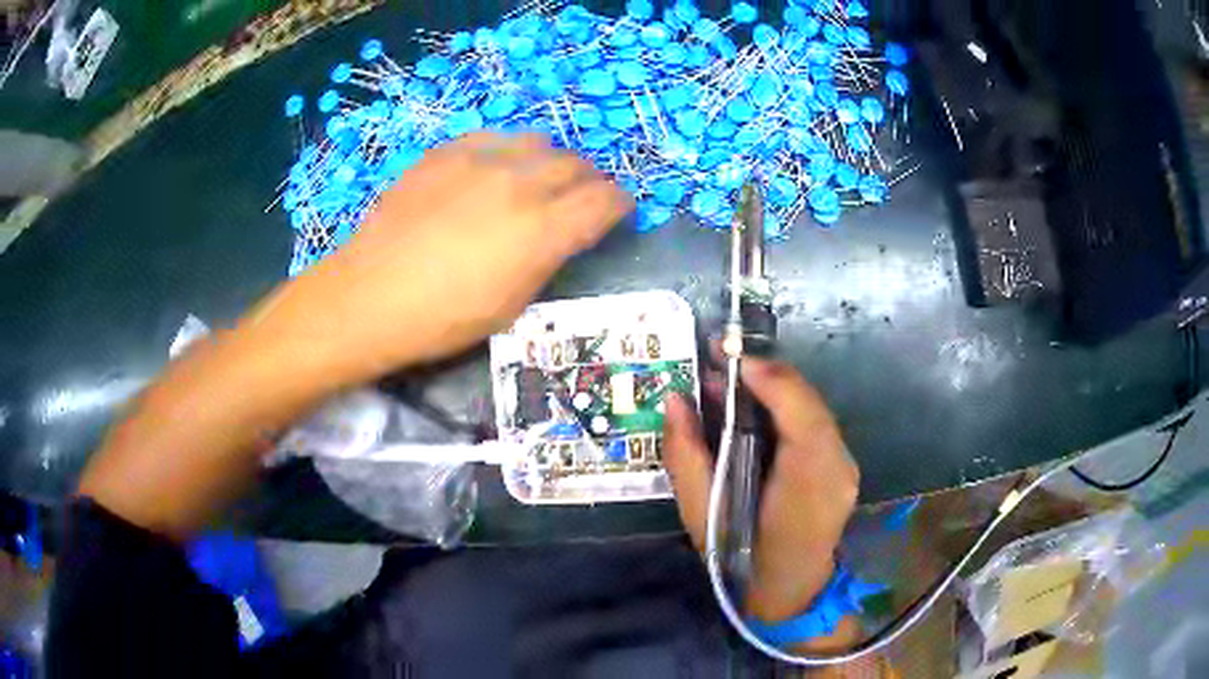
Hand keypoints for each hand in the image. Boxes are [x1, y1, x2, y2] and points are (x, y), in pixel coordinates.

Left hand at [245, 132, 633, 383]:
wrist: (370, 295)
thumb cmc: (443, 318)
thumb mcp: (512, 304)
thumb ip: (548, 258)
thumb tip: (565, 233)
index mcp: (543, 231)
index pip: (605, 201)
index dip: (619, 204)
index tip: (618, 210)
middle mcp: (521, 184)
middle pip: (577, 165)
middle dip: (590, 180)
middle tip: (583, 196)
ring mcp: (481, 161)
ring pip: (539, 143)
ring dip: (551, 161)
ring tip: (539, 179)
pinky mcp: (447, 153)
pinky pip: (494, 139)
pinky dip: (508, 152)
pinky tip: (494, 170)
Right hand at [663, 358, 859, 625]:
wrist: (790, 594)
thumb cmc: (741, 562)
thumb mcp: (702, 518)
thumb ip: (686, 458)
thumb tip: (674, 400)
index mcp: (808, 486)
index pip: (801, 416)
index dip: (769, 378)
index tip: (727, 357)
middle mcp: (838, 468)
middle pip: (809, 403)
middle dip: (765, 376)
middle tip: (719, 361)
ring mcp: (846, 466)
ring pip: (812, 408)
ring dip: (773, 389)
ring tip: (729, 382)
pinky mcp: (843, 466)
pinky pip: (813, 423)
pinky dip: (784, 408)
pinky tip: (754, 409)